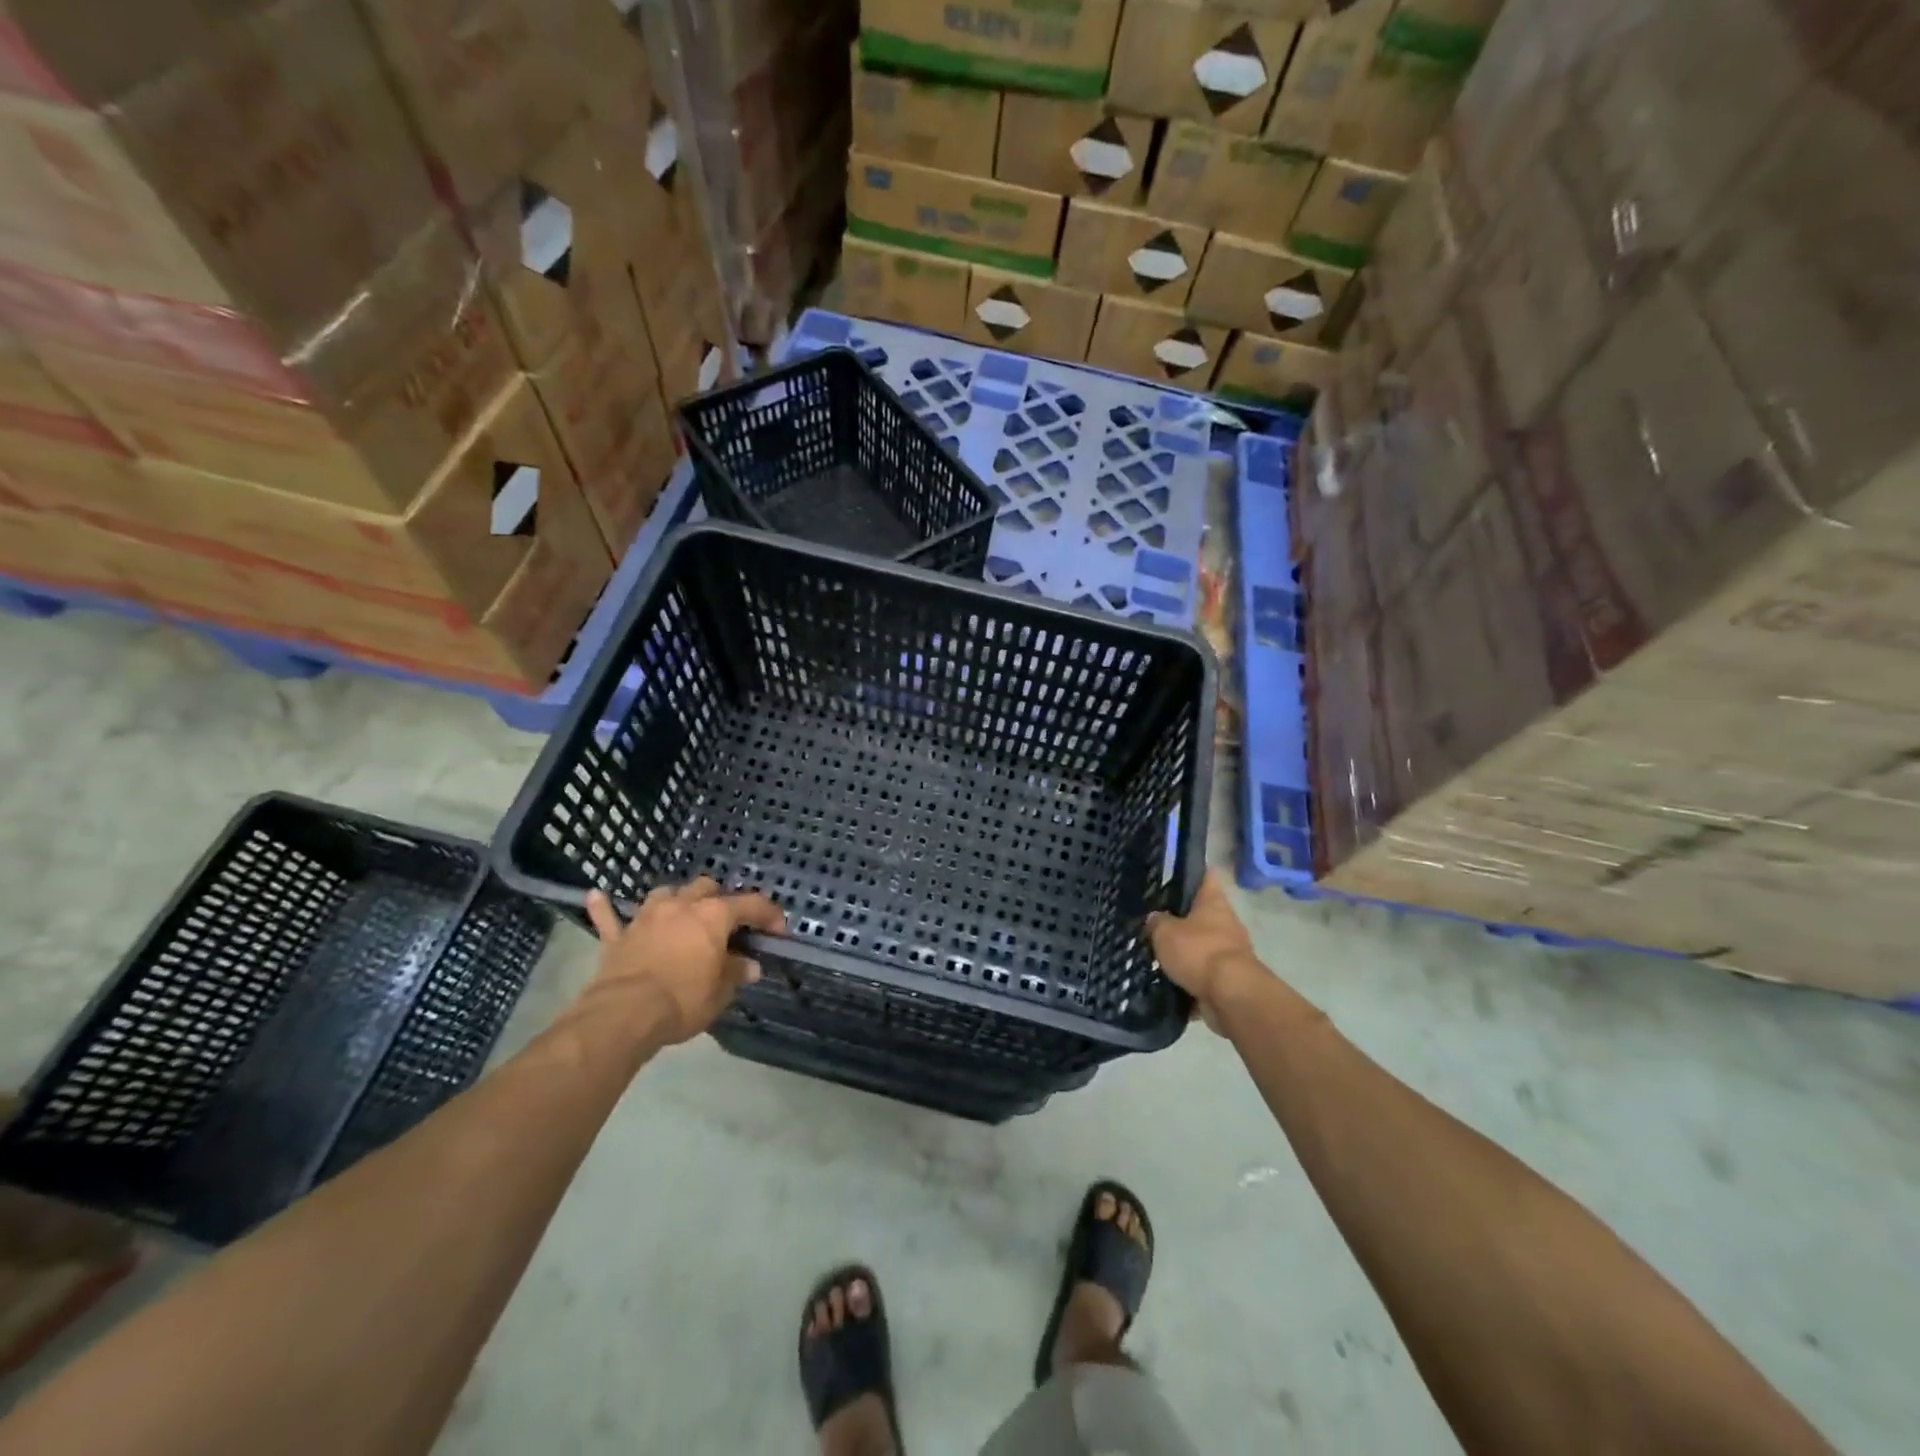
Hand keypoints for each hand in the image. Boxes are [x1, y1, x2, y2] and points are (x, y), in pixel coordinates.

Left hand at [585, 879, 785, 1042]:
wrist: (625, 1014)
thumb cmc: (683, 1000)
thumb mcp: (720, 992)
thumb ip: (735, 973)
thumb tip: (750, 965)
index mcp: (714, 916)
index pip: (751, 904)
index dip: (769, 914)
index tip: (778, 930)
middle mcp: (681, 906)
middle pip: (707, 887)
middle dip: (720, 899)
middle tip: (727, 922)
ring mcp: (646, 917)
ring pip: (665, 893)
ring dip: (676, 899)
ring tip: (682, 912)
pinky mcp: (618, 937)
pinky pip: (609, 916)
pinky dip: (605, 908)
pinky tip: (596, 896)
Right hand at [1147, 872, 1269, 1022]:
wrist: (1231, 995)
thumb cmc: (1198, 951)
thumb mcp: (1165, 932)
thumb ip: (1156, 923)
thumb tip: (1155, 919)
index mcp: (1214, 902)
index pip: (1205, 877)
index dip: (1191, 873)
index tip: (1172, 875)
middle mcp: (1226, 923)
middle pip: (1202, 914)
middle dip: (1181, 919)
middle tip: (1154, 922)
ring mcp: (1230, 952)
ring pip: (1201, 946)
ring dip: (1184, 953)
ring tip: (1156, 956)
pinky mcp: (1229, 980)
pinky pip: (1203, 975)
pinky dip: (1189, 980)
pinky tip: (1167, 983)